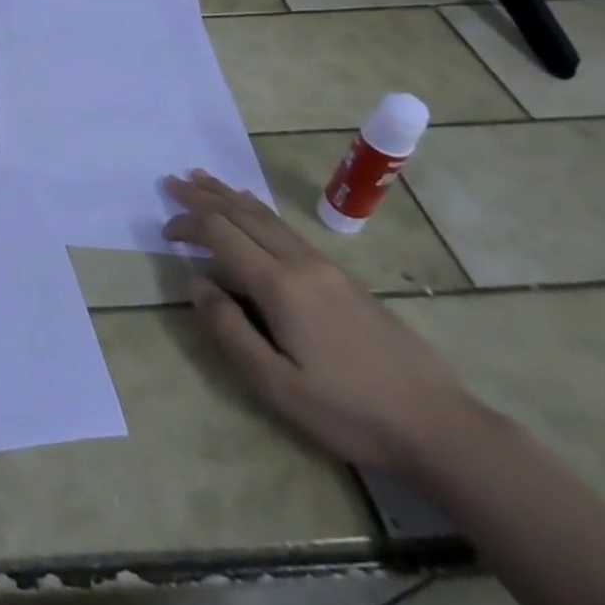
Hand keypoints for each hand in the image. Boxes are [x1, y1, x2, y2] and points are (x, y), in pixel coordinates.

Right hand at [162, 169, 484, 475]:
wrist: (439, 425)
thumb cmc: (349, 411)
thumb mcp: (277, 385)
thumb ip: (229, 329)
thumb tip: (195, 282)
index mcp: (280, 285)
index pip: (221, 234)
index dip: (188, 225)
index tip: (165, 232)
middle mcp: (301, 263)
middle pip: (243, 215)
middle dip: (204, 196)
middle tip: (171, 181)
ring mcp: (326, 267)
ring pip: (267, 217)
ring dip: (230, 196)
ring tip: (203, 179)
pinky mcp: (343, 278)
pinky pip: (287, 228)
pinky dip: (258, 210)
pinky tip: (254, 210)